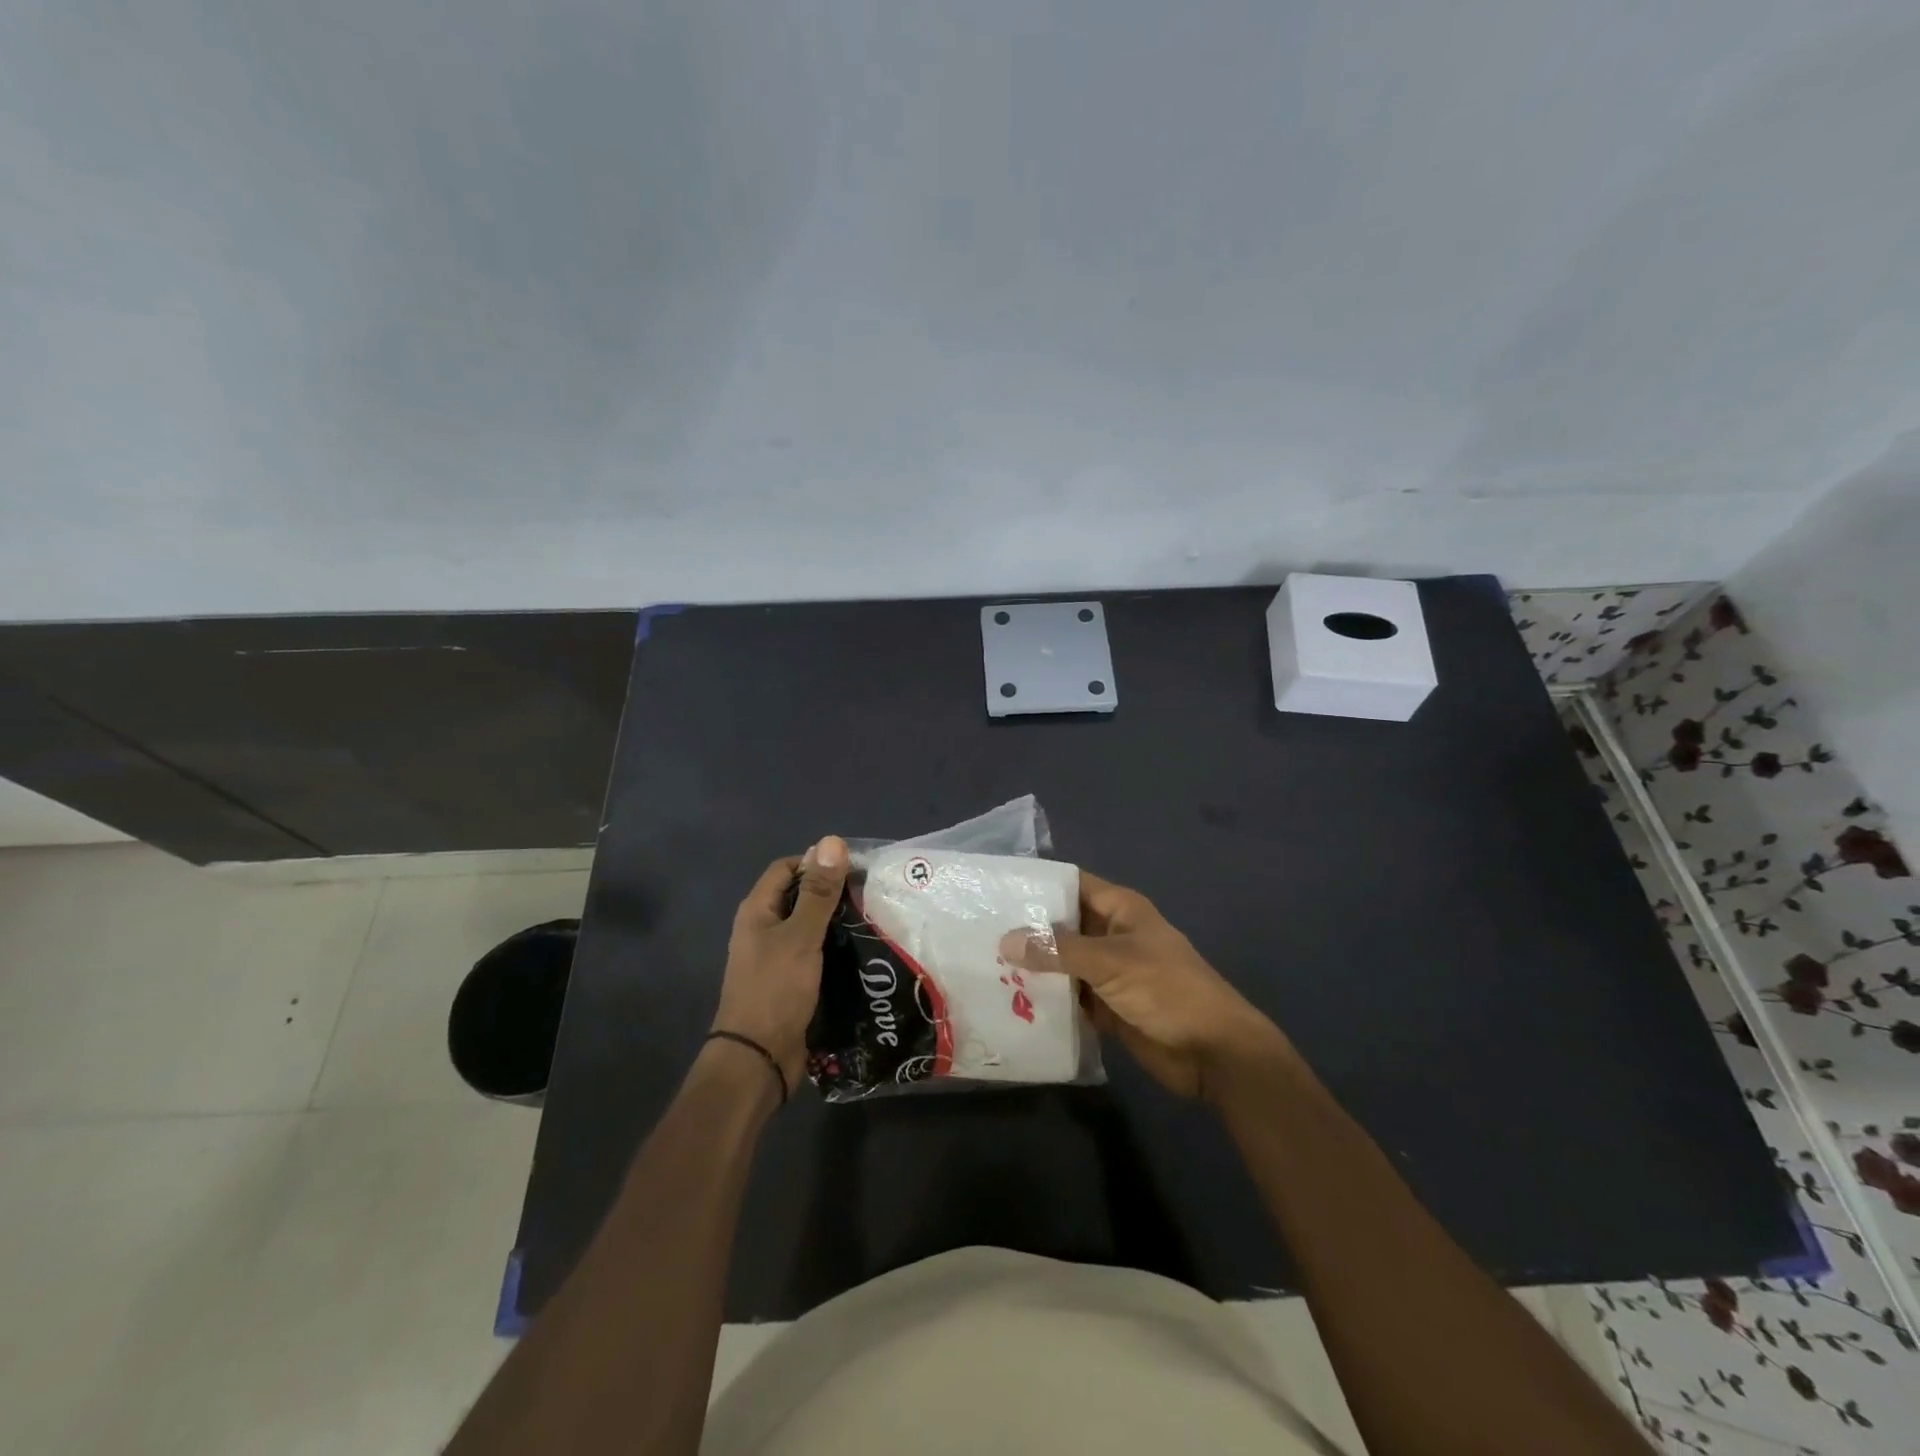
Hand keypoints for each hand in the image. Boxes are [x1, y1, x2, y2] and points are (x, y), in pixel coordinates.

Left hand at [712, 836, 848, 1093]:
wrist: (757, 1059)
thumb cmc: (775, 990)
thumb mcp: (801, 936)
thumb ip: (818, 892)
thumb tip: (832, 841)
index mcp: (758, 910)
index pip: (787, 868)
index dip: (817, 863)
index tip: (854, 869)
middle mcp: (763, 928)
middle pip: (799, 896)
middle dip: (832, 892)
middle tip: (871, 894)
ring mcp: (775, 957)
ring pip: (810, 926)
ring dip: (837, 922)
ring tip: (874, 919)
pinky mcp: (790, 981)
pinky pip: (814, 953)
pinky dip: (834, 947)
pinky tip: (861, 951)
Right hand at [1000, 871, 1289, 1099]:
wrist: (1214, 1051)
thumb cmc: (1168, 990)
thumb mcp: (1112, 962)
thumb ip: (1058, 951)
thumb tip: (1005, 941)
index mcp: (1120, 910)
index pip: (1071, 885)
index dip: (1038, 885)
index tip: (995, 890)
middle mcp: (1111, 935)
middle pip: (1062, 925)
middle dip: (1026, 930)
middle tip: (977, 932)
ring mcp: (1108, 973)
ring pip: (1062, 963)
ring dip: (1033, 968)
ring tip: (982, 966)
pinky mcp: (1106, 1007)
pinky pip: (1069, 997)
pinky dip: (1046, 999)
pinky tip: (1009, 1002)